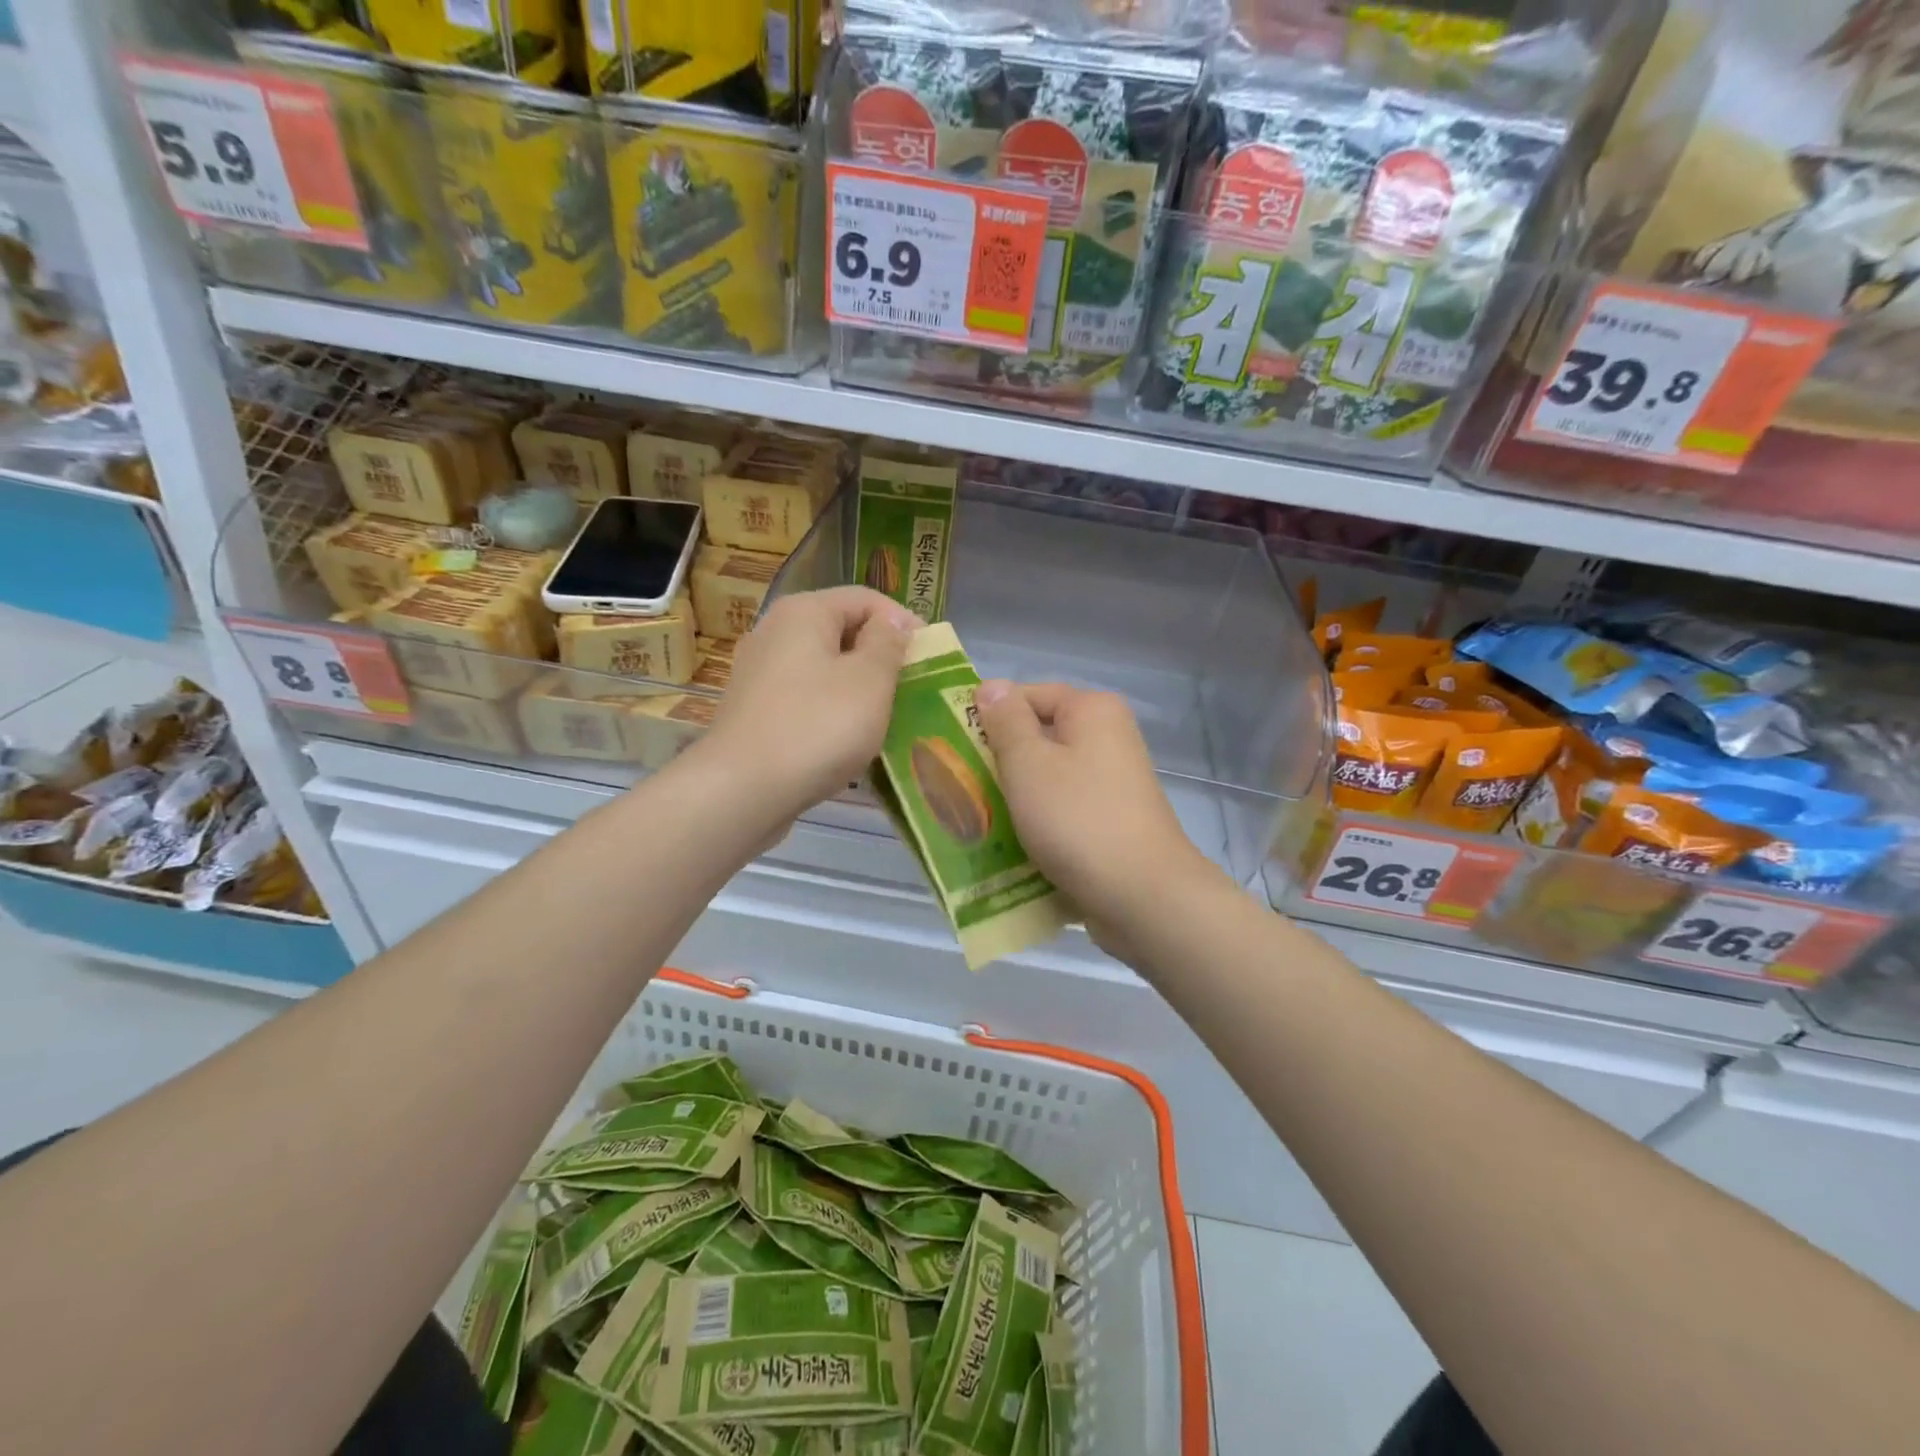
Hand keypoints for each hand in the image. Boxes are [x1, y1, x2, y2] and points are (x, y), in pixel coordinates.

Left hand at [696, 586, 918, 822]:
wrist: (742, 791)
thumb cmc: (817, 727)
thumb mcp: (869, 681)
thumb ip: (888, 644)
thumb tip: (894, 621)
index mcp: (804, 612)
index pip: (866, 599)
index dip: (903, 622)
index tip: (930, 657)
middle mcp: (775, 632)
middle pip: (842, 630)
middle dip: (881, 657)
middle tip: (912, 689)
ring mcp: (759, 673)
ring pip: (823, 667)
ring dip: (858, 687)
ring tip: (885, 717)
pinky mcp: (754, 710)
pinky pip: (805, 697)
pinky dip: (831, 710)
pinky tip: (846, 739)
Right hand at [975, 680, 1224, 942]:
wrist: (1142, 895)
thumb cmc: (1077, 819)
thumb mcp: (1028, 764)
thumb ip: (1006, 721)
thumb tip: (992, 686)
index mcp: (1093, 711)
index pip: (1027, 695)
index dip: (989, 717)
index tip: (956, 749)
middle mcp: (1109, 737)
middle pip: (1039, 737)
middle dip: (999, 761)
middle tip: (961, 786)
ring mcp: (1114, 781)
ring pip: (1049, 777)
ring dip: (1016, 796)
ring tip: (979, 819)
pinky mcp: (1112, 819)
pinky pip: (1064, 808)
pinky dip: (1040, 821)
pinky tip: (1011, 845)